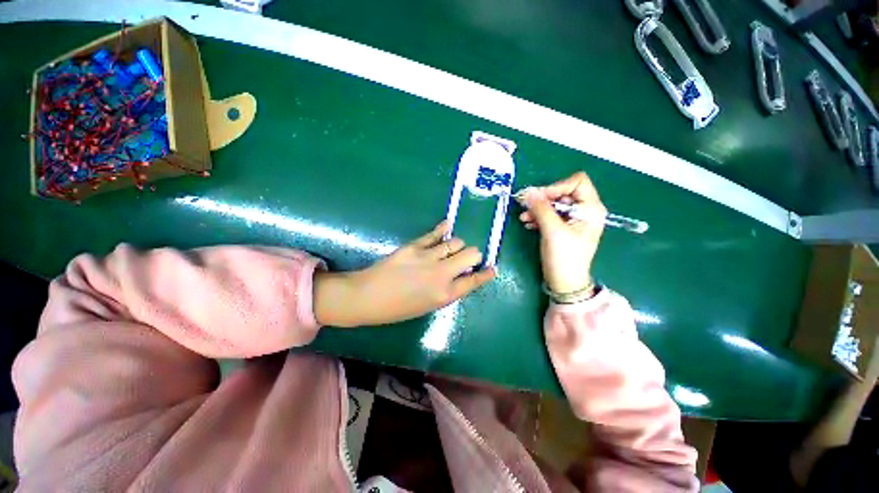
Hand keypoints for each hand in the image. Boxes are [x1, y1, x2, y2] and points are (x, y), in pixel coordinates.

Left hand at [313, 221, 495, 326]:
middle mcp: (441, 274)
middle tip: (467, 258)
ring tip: (451, 247)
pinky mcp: (414, 246)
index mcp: (445, 294)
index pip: (474, 280)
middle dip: (473, 255)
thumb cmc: (397, 309)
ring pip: (455, 242)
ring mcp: (428, 258)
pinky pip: (435, 234)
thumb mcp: (427, 306)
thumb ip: (446, 290)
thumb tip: (459, 275)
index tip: (492, 268)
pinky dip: (443, 228)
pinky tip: (447, 225)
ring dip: (457, 245)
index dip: (486, 273)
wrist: (366, 298)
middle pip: (471, 254)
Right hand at [518, 172, 605, 293]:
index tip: (539, 198)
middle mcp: (585, 210)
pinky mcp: (563, 227)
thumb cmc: (564, 257)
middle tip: (526, 206)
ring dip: (538, 209)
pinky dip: (539, 216)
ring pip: (554, 204)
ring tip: (523, 218)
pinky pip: (551, 214)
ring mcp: (574, 219)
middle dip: (543, 199)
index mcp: (591, 209)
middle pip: (563, 192)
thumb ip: (541, 209)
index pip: (577, 182)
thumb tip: (529, 192)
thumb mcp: (553, 231)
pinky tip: (528, 224)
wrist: (565, 282)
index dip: (557, 187)